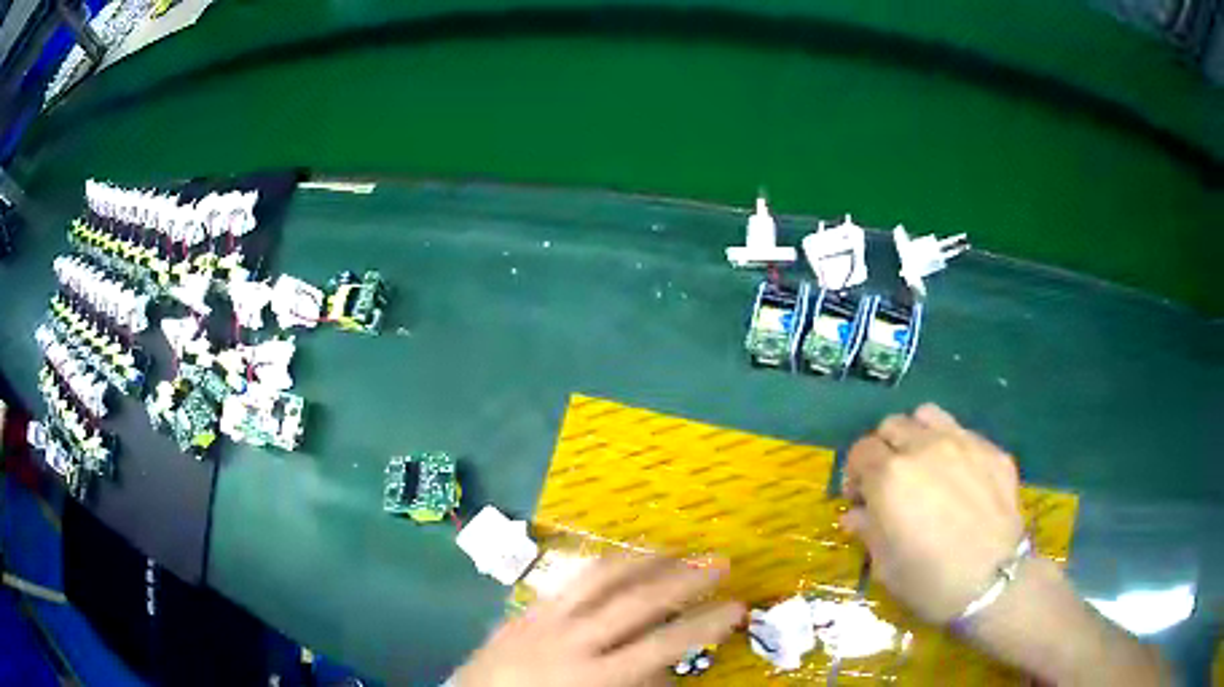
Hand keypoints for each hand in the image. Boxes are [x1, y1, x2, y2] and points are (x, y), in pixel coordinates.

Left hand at [454, 556, 744, 686]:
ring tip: (675, 548)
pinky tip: (617, 560)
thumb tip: (671, 667)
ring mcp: (546, 620)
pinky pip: (568, 580)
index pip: (662, 645)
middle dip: (683, 581)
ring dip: (643, 561)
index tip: (737, 607)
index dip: (704, 624)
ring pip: (601, 579)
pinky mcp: (527, 610)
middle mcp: (573, 641)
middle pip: (636, 603)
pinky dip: (600, 566)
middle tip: (720, 562)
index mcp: (593, 676)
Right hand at [841, 403, 1023, 623]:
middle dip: (884, 450)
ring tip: (923, 465)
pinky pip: (964, 433)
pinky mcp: (992, 449)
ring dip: (917, 435)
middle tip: (889, 482)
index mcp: (890, 476)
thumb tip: (856, 514)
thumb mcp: (885, 564)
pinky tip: (960, 478)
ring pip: (928, 415)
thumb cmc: (929, 580)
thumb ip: (867, 529)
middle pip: (892, 425)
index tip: (860, 497)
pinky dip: (952, 447)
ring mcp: (962, 442)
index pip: (861, 450)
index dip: (854, 472)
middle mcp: (923, 447)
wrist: (991, 582)